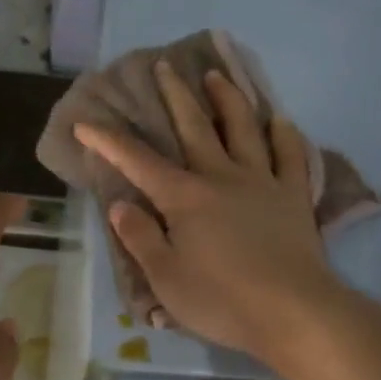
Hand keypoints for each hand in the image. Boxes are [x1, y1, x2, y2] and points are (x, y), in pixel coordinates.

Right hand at [74, 63, 348, 370]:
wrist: (293, 312)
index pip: (138, 162)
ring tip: (218, 76)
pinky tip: (280, 120)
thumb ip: (140, 237)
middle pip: (195, 127)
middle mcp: (221, 177)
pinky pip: (291, 156)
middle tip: (166, 66)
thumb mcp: (165, 277)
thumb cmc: (222, 299)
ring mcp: (262, 182)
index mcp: (184, 197)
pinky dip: (284, 135)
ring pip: (244, 129)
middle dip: (176, 96)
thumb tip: (120, 205)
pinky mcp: (294, 197)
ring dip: (228, 99)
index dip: (109, 141)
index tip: (86, 122)